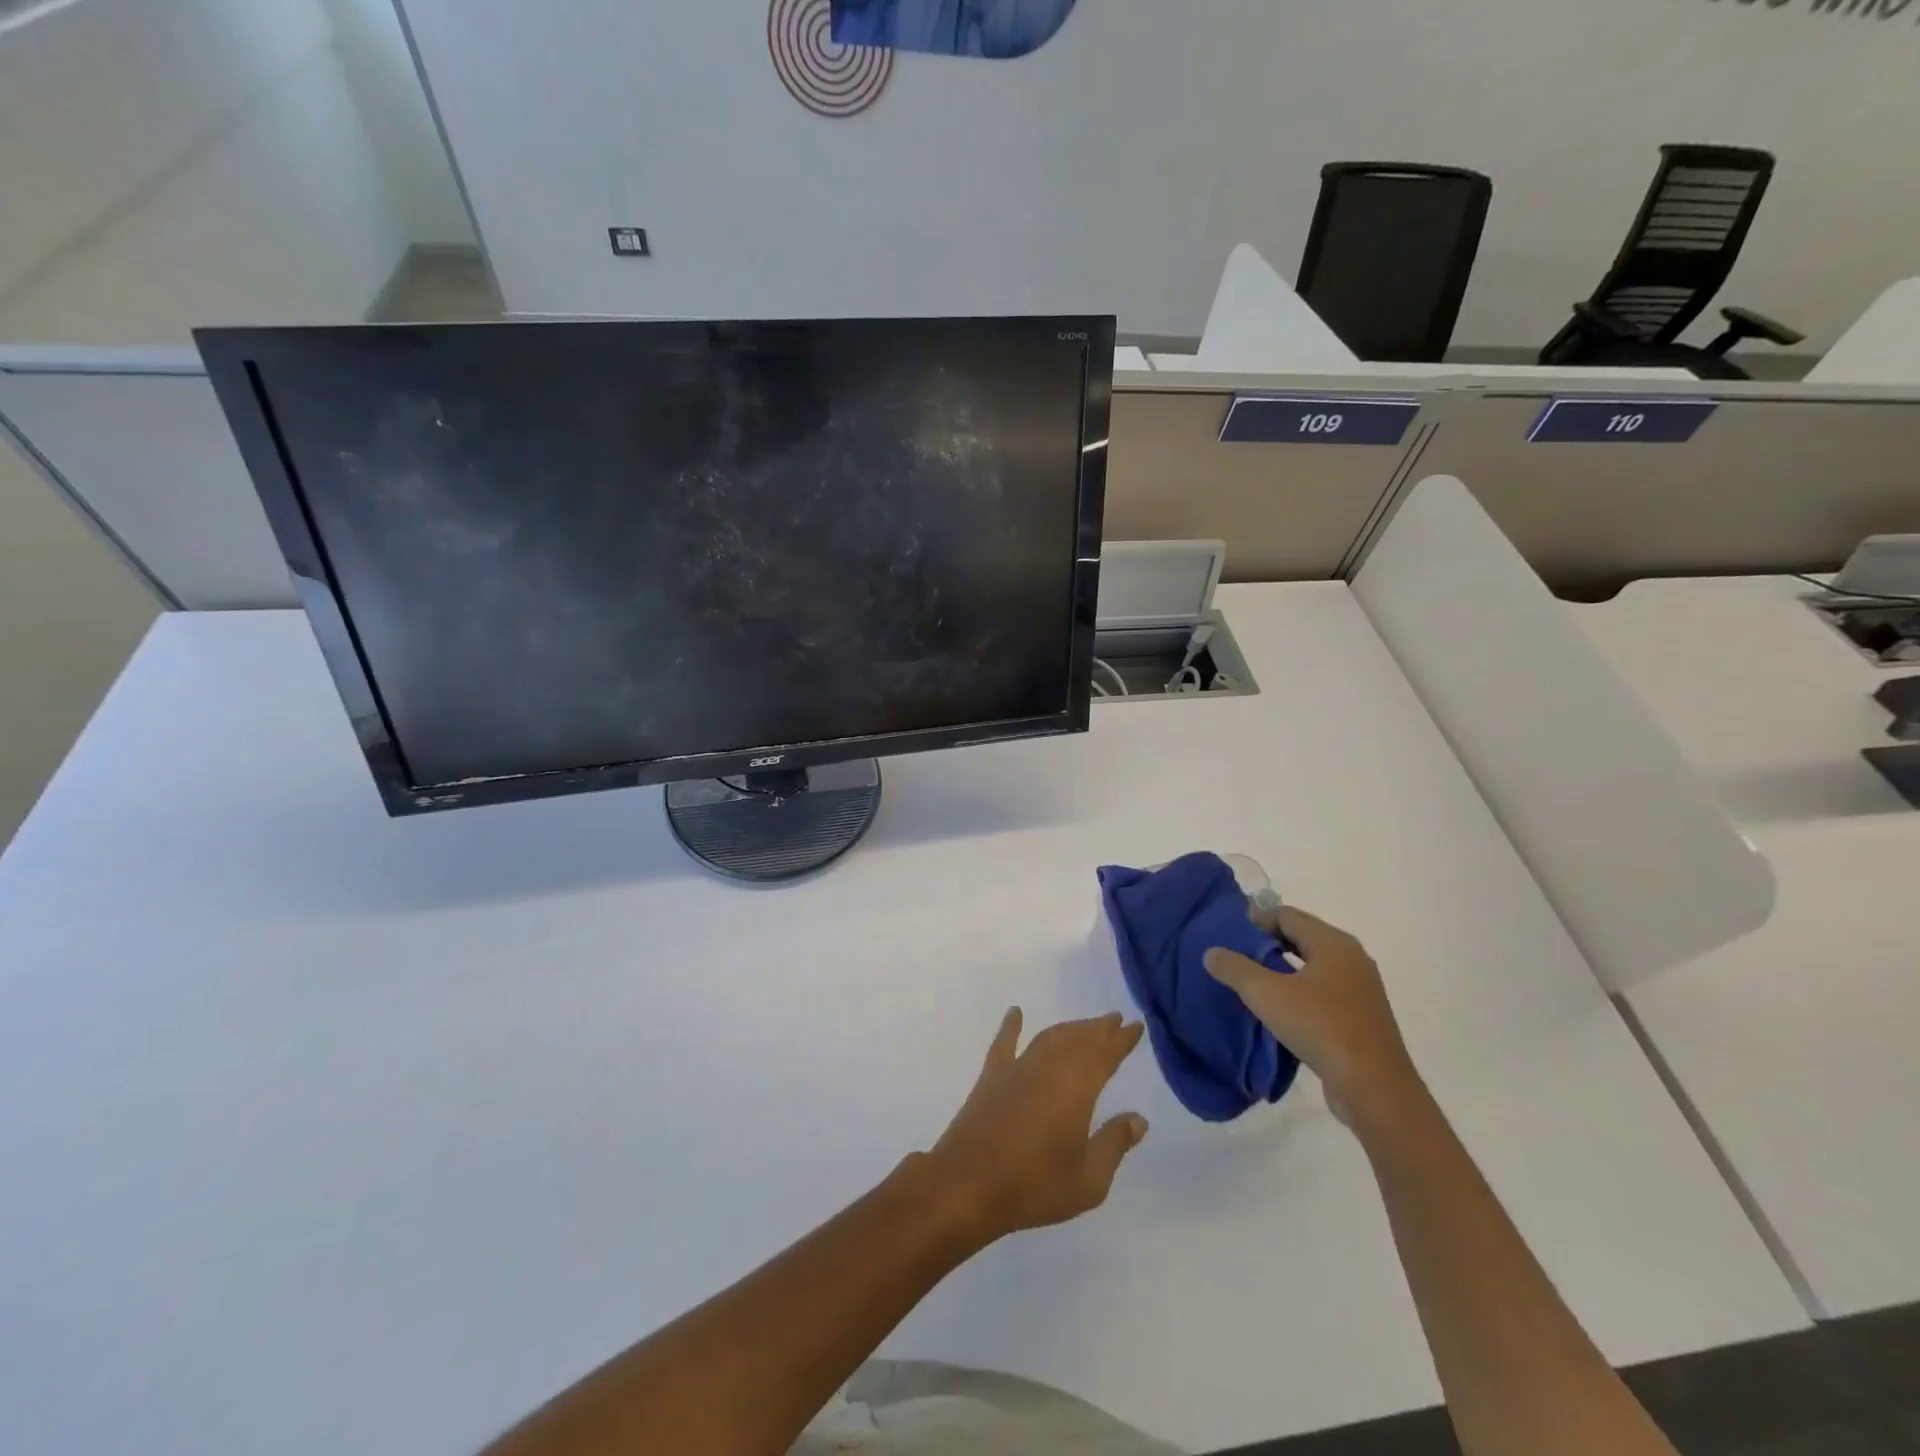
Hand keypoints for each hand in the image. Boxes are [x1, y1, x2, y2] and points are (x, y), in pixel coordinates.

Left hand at [924, 1009, 1147, 1243]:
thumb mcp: (1088, 1180)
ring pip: (1048, 1038)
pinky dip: (1011, 1026)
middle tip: (1115, 1019)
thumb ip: (1114, 1144)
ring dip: (1069, 1028)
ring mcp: (1017, 1068)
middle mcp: (1048, 1068)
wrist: (969, 1185)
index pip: (1104, 1054)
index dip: (1121, 1039)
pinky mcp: (991, 1077)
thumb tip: (1138, 1118)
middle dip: (1098, 1029)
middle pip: (1078, 1039)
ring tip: (1085, 1025)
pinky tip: (1016, 1013)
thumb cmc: (1035, 1185)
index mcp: (1076, 1088)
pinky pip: (1004, 1043)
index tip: (1136, 1026)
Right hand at [1203, 906, 1419, 1127]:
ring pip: (1312, 968)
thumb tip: (1212, 952)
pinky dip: (1298, 993)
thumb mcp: (1266, 994)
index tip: (1229, 935)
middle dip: (1267, 944)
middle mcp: (1352, 960)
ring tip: (1251, 983)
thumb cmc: (1320, 1027)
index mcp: (1334, 944)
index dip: (1256, 920)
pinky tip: (1277, 1012)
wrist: (1375, 1089)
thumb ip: (1235, 969)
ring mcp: (1360, 991)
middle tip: (1236, 957)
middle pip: (1302, 938)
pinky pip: (1323, 993)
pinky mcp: (1361, 1019)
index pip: (1288, 915)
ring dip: (1282, 970)